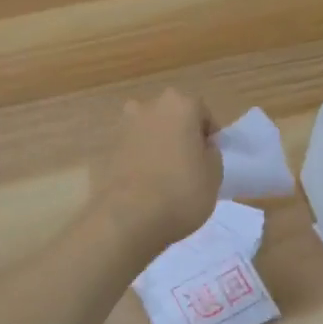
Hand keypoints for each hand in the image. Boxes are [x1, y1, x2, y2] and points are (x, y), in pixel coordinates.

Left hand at [93, 90, 220, 258]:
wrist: (129, 218)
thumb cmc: (181, 191)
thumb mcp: (215, 174)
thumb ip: (211, 153)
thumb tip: (201, 148)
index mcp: (179, 104)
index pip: (202, 113)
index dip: (209, 136)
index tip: (210, 158)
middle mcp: (148, 107)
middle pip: (173, 117)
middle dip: (182, 135)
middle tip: (190, 164)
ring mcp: (124, 127)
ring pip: (151, 132)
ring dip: (159, 146)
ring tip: (167, 176)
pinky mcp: (108, 150)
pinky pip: (133, 150)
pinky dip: (142, 160)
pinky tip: (148, 184)